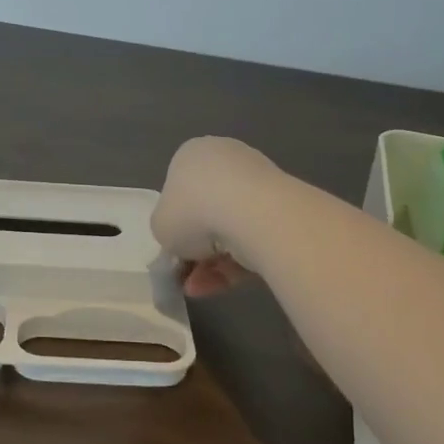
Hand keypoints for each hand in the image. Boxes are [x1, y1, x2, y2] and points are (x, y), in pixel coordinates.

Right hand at [152, 136, 277, 296]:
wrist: (254, 214)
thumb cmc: (194, 210)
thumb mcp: (160, 226)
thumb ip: (166, 230)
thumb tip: (181, 239)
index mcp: (192, 154)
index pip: (179, 189)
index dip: (174, 223)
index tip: (172, 250)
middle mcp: (227, 159)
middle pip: (207, 209)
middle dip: (197, 246)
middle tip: (186, 273)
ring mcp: (258, 182)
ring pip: (231, 228)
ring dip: (213, 261)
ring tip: (199, 289)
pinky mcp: (283, 208)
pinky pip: (253, 238)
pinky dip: (237, 263)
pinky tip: (222, 286)